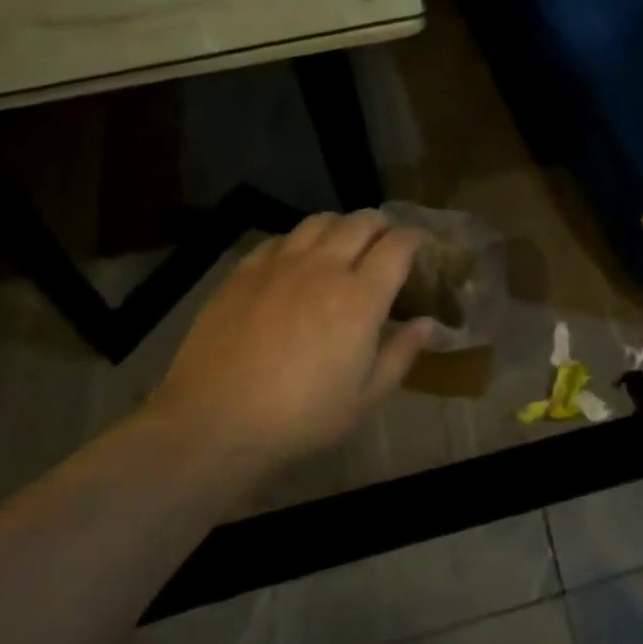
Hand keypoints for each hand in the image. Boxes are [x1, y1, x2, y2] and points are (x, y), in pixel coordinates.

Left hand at [143, 210, 435, 474]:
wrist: (215, 422)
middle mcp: (324, 267)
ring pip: (320, 221)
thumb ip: (401, 354)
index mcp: (361, 297)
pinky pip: (280, 238)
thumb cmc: (301, 417)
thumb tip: (426, 323)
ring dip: (341, 225)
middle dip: (382, 224)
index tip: (422, 244)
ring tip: (344, 241)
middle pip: (361, 222)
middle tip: (386, 240)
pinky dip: (299, 240)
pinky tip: (296, 260)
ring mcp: (280, 264)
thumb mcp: (366, 398)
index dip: (416, 237)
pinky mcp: (244, 271)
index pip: (398, 245)